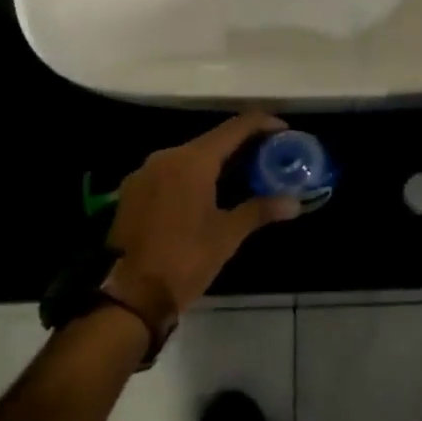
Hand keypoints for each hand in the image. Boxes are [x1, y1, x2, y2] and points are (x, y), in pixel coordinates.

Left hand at [107, 113, 300, 319]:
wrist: (127, 296)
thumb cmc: (184, 260)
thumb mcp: (227, 235)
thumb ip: (260, 210)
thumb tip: (294, 202)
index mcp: (193, 160)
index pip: (235, 127)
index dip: (262, 124)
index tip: (284, 130)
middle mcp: (167, 156)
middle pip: (212, 140)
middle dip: (241, 145)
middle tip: (268, 158)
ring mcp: (145, 172)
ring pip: (189, 156)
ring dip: (216, 161)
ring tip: (242, 176)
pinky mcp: (132, 191)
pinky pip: (170, 171)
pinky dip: (193, 175)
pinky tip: (207, 193)